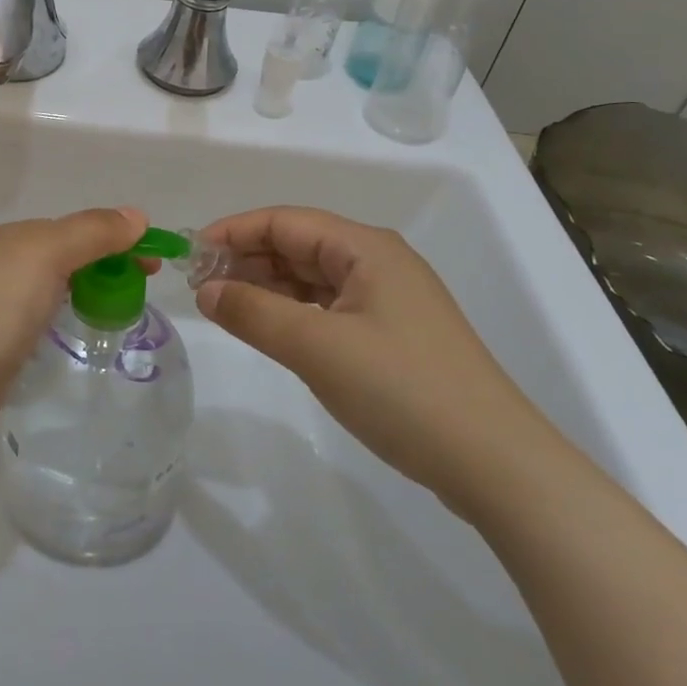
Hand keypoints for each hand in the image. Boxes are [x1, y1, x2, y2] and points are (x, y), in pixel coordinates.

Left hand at [0, 207, 147, 472]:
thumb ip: (90, 233)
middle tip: (142, 293)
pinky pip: (34, 333)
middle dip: (102, 268)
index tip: (153, 264)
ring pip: (46, 296)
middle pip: (60, 260)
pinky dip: (58, 330)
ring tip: (117, 317)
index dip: (115, 239)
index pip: (71, 229)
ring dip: (81, 297)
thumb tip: (136, 216)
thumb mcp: (43, 255)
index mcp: (4, 240)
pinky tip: (72, 344)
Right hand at [195, 206, 561, 516]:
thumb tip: (206, 290)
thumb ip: (254, 313)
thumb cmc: (402, 390)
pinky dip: (294, 312)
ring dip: (268, 287)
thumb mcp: (317, 347)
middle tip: (201, 287)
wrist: (496, 464)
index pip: (285, 221)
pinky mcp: (393, 335)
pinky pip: (329, 307)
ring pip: (313, 277)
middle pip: (299, 245)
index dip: (234, 231)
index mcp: (365, 248)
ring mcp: (389, 300)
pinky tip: (271, 330)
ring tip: (225, 307)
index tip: (191, 254)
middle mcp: (378, 262)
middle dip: (248, 259)